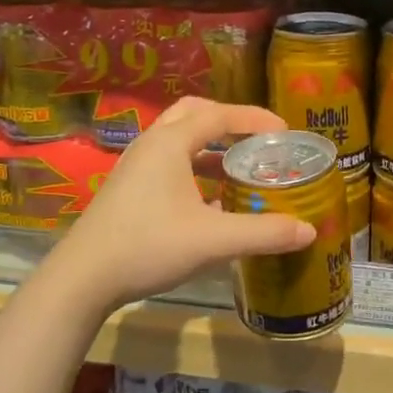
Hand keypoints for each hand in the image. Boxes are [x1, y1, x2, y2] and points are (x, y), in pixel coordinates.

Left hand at [42, 97, 316, 314]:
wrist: (83, 277)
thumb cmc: (148, 246)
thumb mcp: (213, 241)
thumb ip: (263, 233)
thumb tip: (309, 231)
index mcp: (170, 142)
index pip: (219, 114)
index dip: (255, 118)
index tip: (285, 130)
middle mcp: (151, 144)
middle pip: (194, 114)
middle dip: (228, 121)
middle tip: (257, 140)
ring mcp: (135, 165)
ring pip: (179, 139)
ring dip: (211, 147)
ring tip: (240, 168)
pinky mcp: (128, 187)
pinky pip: (168, 162)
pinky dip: (194, 168)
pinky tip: (211, 201)